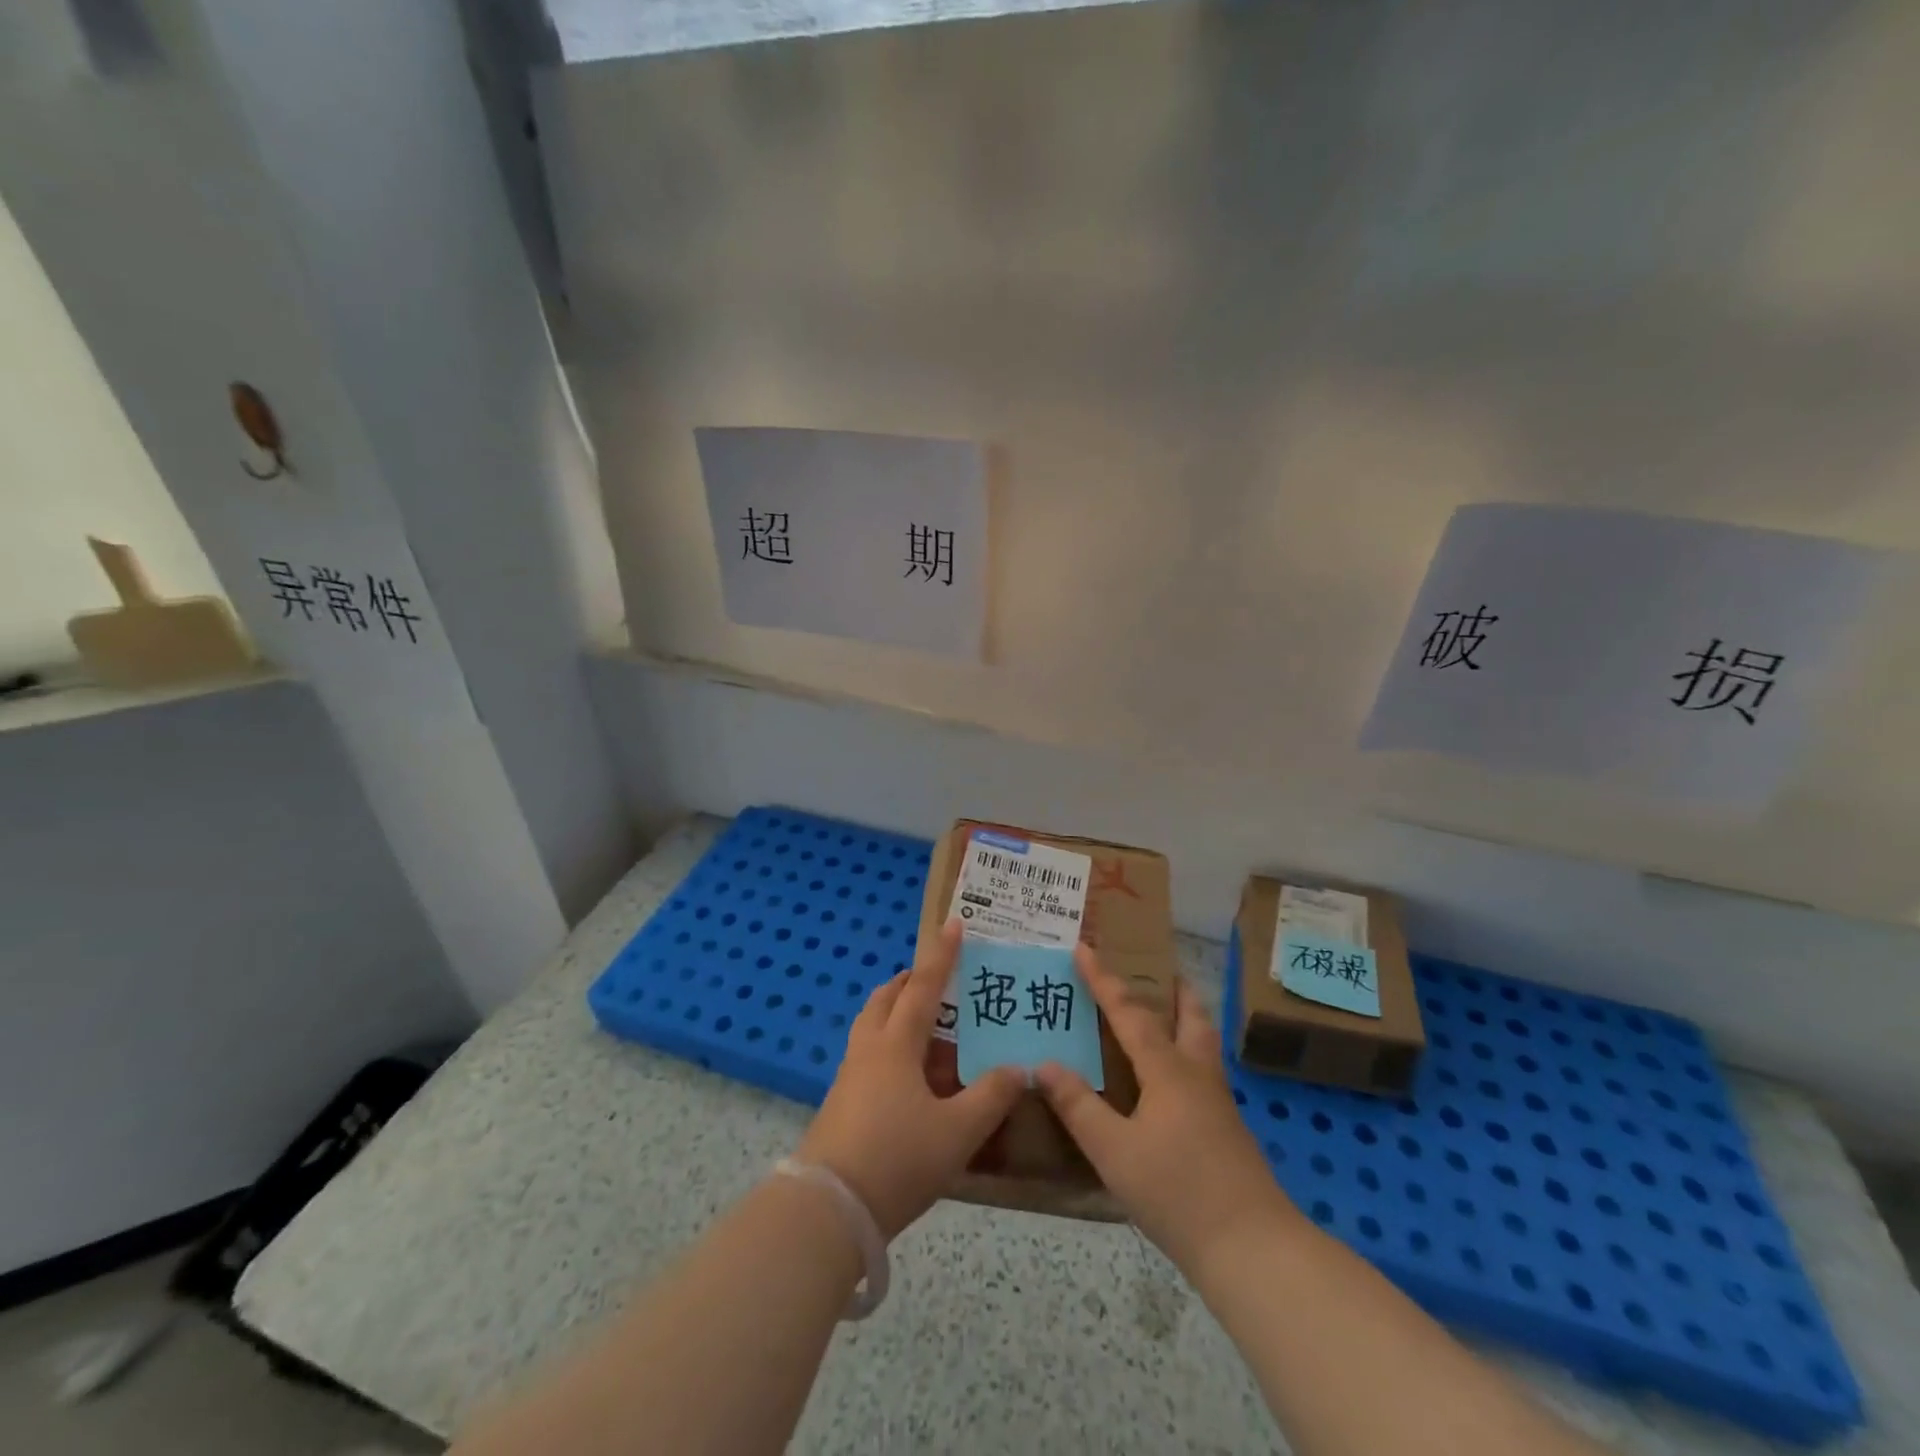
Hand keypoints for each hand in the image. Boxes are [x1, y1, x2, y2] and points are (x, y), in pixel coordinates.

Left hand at [797, 918, 1023, 1239]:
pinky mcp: (841, 1102)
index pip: (925, 986)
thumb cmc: (897, 1159)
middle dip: (911, 981)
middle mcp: (869, 1048)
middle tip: (937, 980)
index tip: (954, 924)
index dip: (942, 955)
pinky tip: (913, 1080)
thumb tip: (1018, 1069)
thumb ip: (991, 1096)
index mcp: (897, 1043)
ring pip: (874, 1026)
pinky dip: (892, 1048)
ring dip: (899, 1014)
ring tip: (930, 1029)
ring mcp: (850, 1075)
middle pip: (887, 998)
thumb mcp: (958, 1131)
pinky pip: (870, 1055)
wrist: (827, 1209)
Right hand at [1037, 947, 1294, 1276]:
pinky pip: (1203, 1071)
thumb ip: (1078, 1106)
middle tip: (1156, 969)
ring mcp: (1218, 1102)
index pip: (1129, 1012)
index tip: (1085, 948)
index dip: (1104, 980)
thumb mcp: (1113, 1152)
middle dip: (1173, 988)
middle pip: (1190, 1015)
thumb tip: (1044, 1064)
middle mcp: (1196, 1074)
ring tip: (1166, 1013)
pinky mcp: (1227, 1130)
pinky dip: (1187, 1053)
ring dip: (1185, 1017)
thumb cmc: (1177, 1193)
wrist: (1251, 1248)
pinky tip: (1172, 1081)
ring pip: (1203, 1042)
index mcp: (1167, 1070)